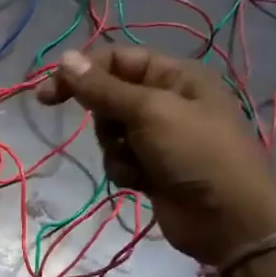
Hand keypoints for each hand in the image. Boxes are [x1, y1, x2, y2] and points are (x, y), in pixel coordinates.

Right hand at [35, 45, 275, 263]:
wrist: (228, 218)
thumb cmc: (196, 153)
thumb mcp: (149, 112)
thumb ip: (103, 88)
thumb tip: (64, 58)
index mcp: (176, 76)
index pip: (117, 60)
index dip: (81, 72)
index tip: (47, 95)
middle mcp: (167, 101)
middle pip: (109, 98)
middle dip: (106, 120)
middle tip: (116, 135)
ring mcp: (159, 137)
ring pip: (109, 134)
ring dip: (116, 150)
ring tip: (141, 164)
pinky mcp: (151, 168)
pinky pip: (118, 160)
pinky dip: (125, 171)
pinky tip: (144, 183)